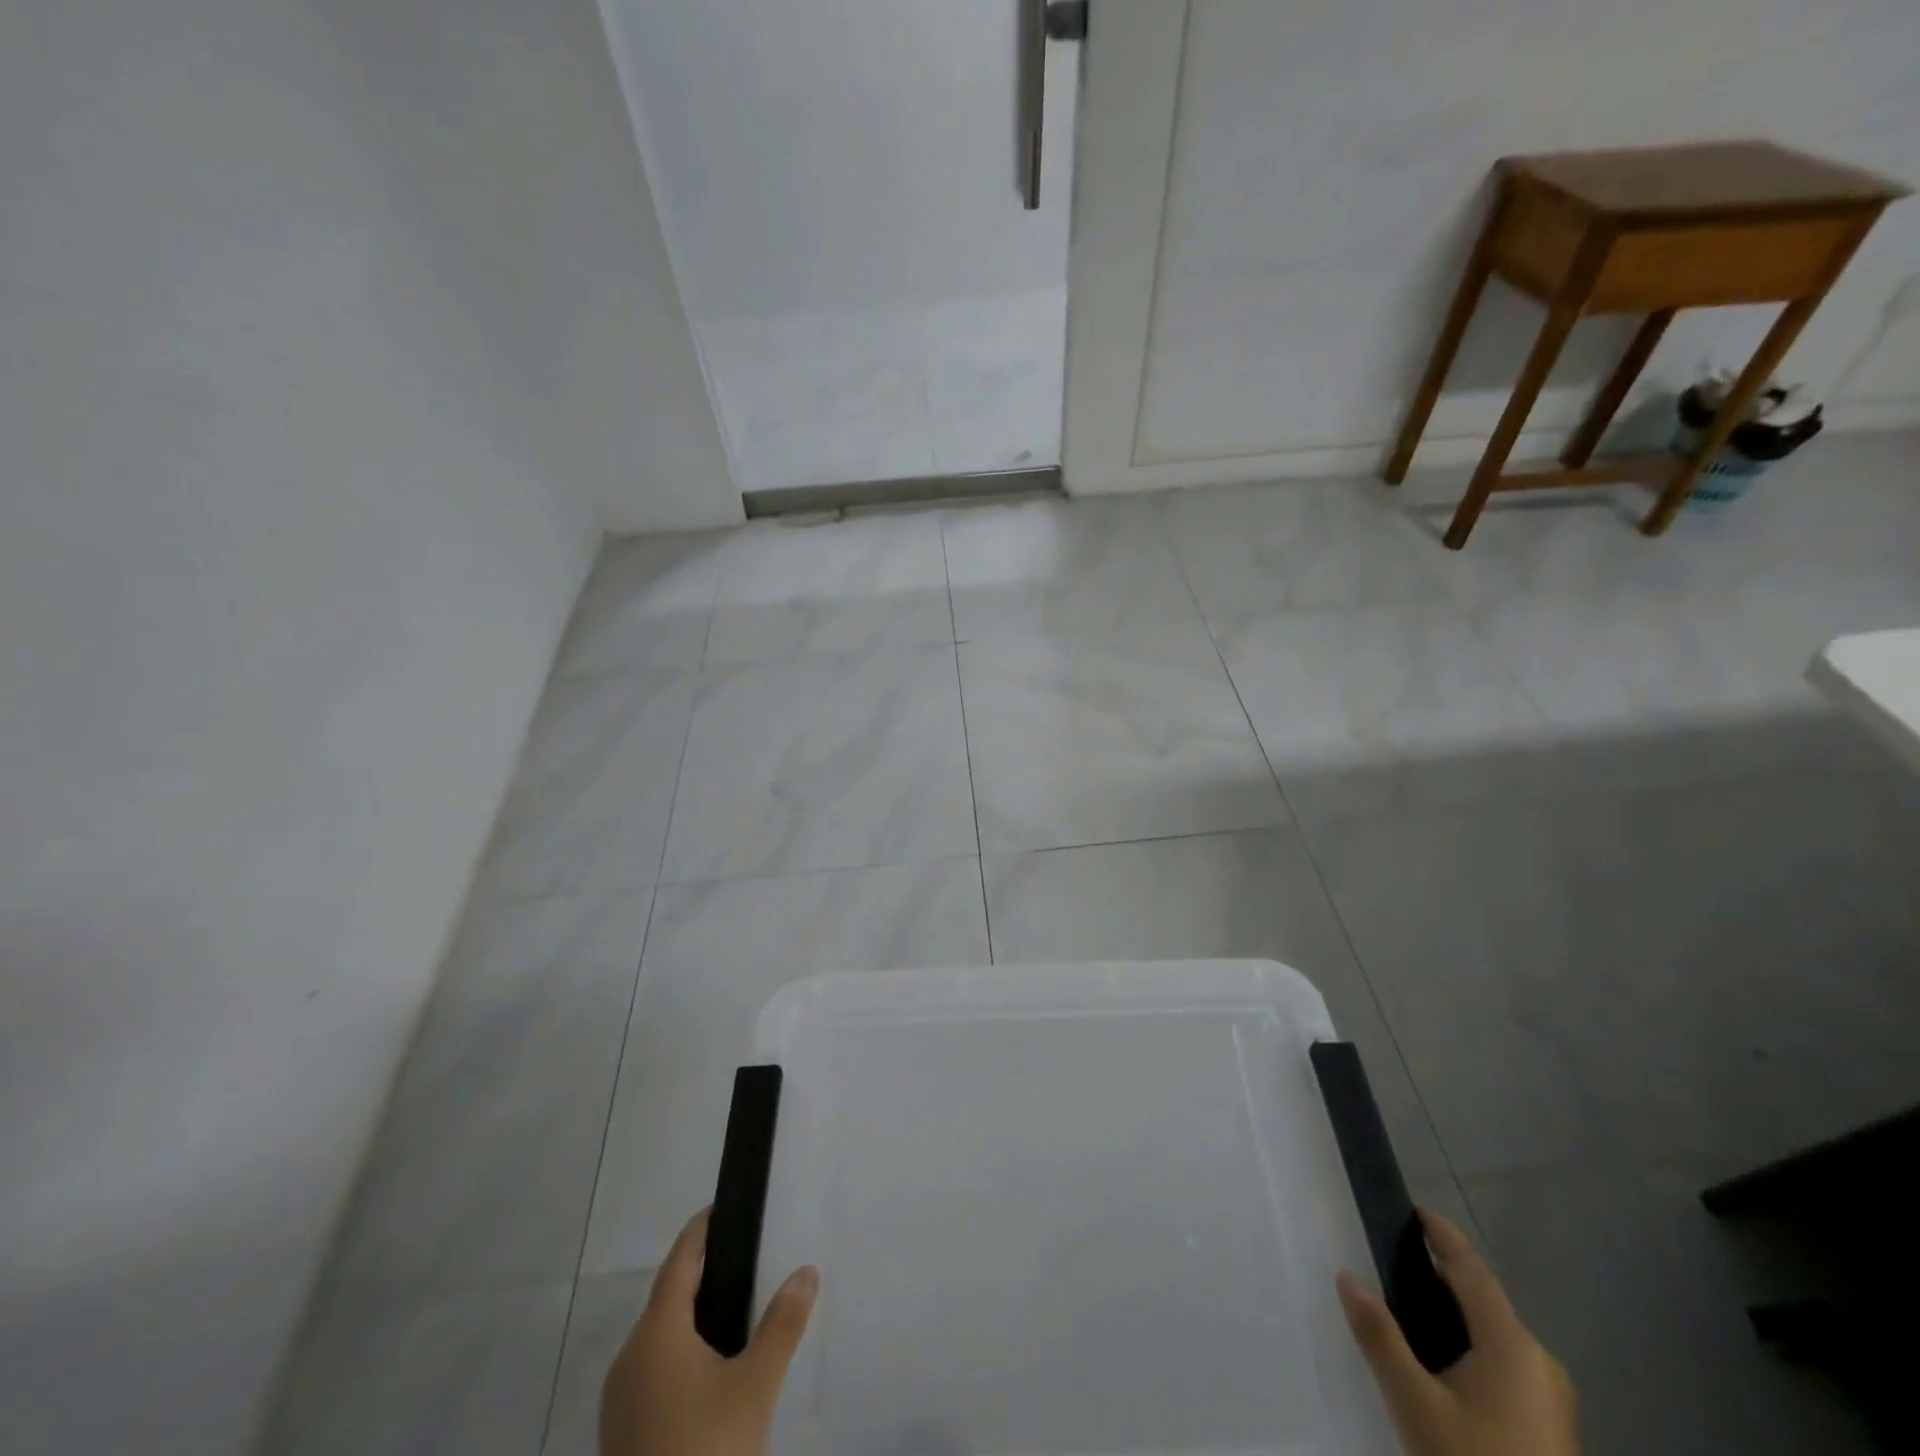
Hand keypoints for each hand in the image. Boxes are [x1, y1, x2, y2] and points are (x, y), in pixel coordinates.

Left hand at [601, 1208, 819, 1455]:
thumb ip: (782, 1325)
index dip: (700, 1231)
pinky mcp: (621, 1433)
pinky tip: (707, 1370)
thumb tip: (807, 1270)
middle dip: (700, 1274)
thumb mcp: (755, 1386)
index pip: (678, 1261)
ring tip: (732, 1311)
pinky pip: (652, 1370)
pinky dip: (678, 1353)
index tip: (720, 1207)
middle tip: (741, 1259)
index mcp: (656, 1333)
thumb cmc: (706, 1447)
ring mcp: (619, 1400)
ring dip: (688, 1317)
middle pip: (666, 1298)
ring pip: (657, 1338)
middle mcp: (629, 1357)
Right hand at [1337, 1209, 1577, 1455]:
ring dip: (1455, 1315)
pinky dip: (1471, 1347)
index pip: (1472, 1268)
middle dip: (1441, 1276)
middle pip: (1483, 1300)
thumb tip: (1346, 1275)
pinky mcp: (1551, 1429)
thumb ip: (1380, 1336)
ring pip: (1495, 1336)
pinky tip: (1442, 1366)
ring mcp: (1551, 1399)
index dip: (1442, 1235)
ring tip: (1409, 1310)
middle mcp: (1540, 1361)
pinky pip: (1505, 1366)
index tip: (1414, 1209)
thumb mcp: (1415, 1403)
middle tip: (1395, 1262)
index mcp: (1513, 1343)